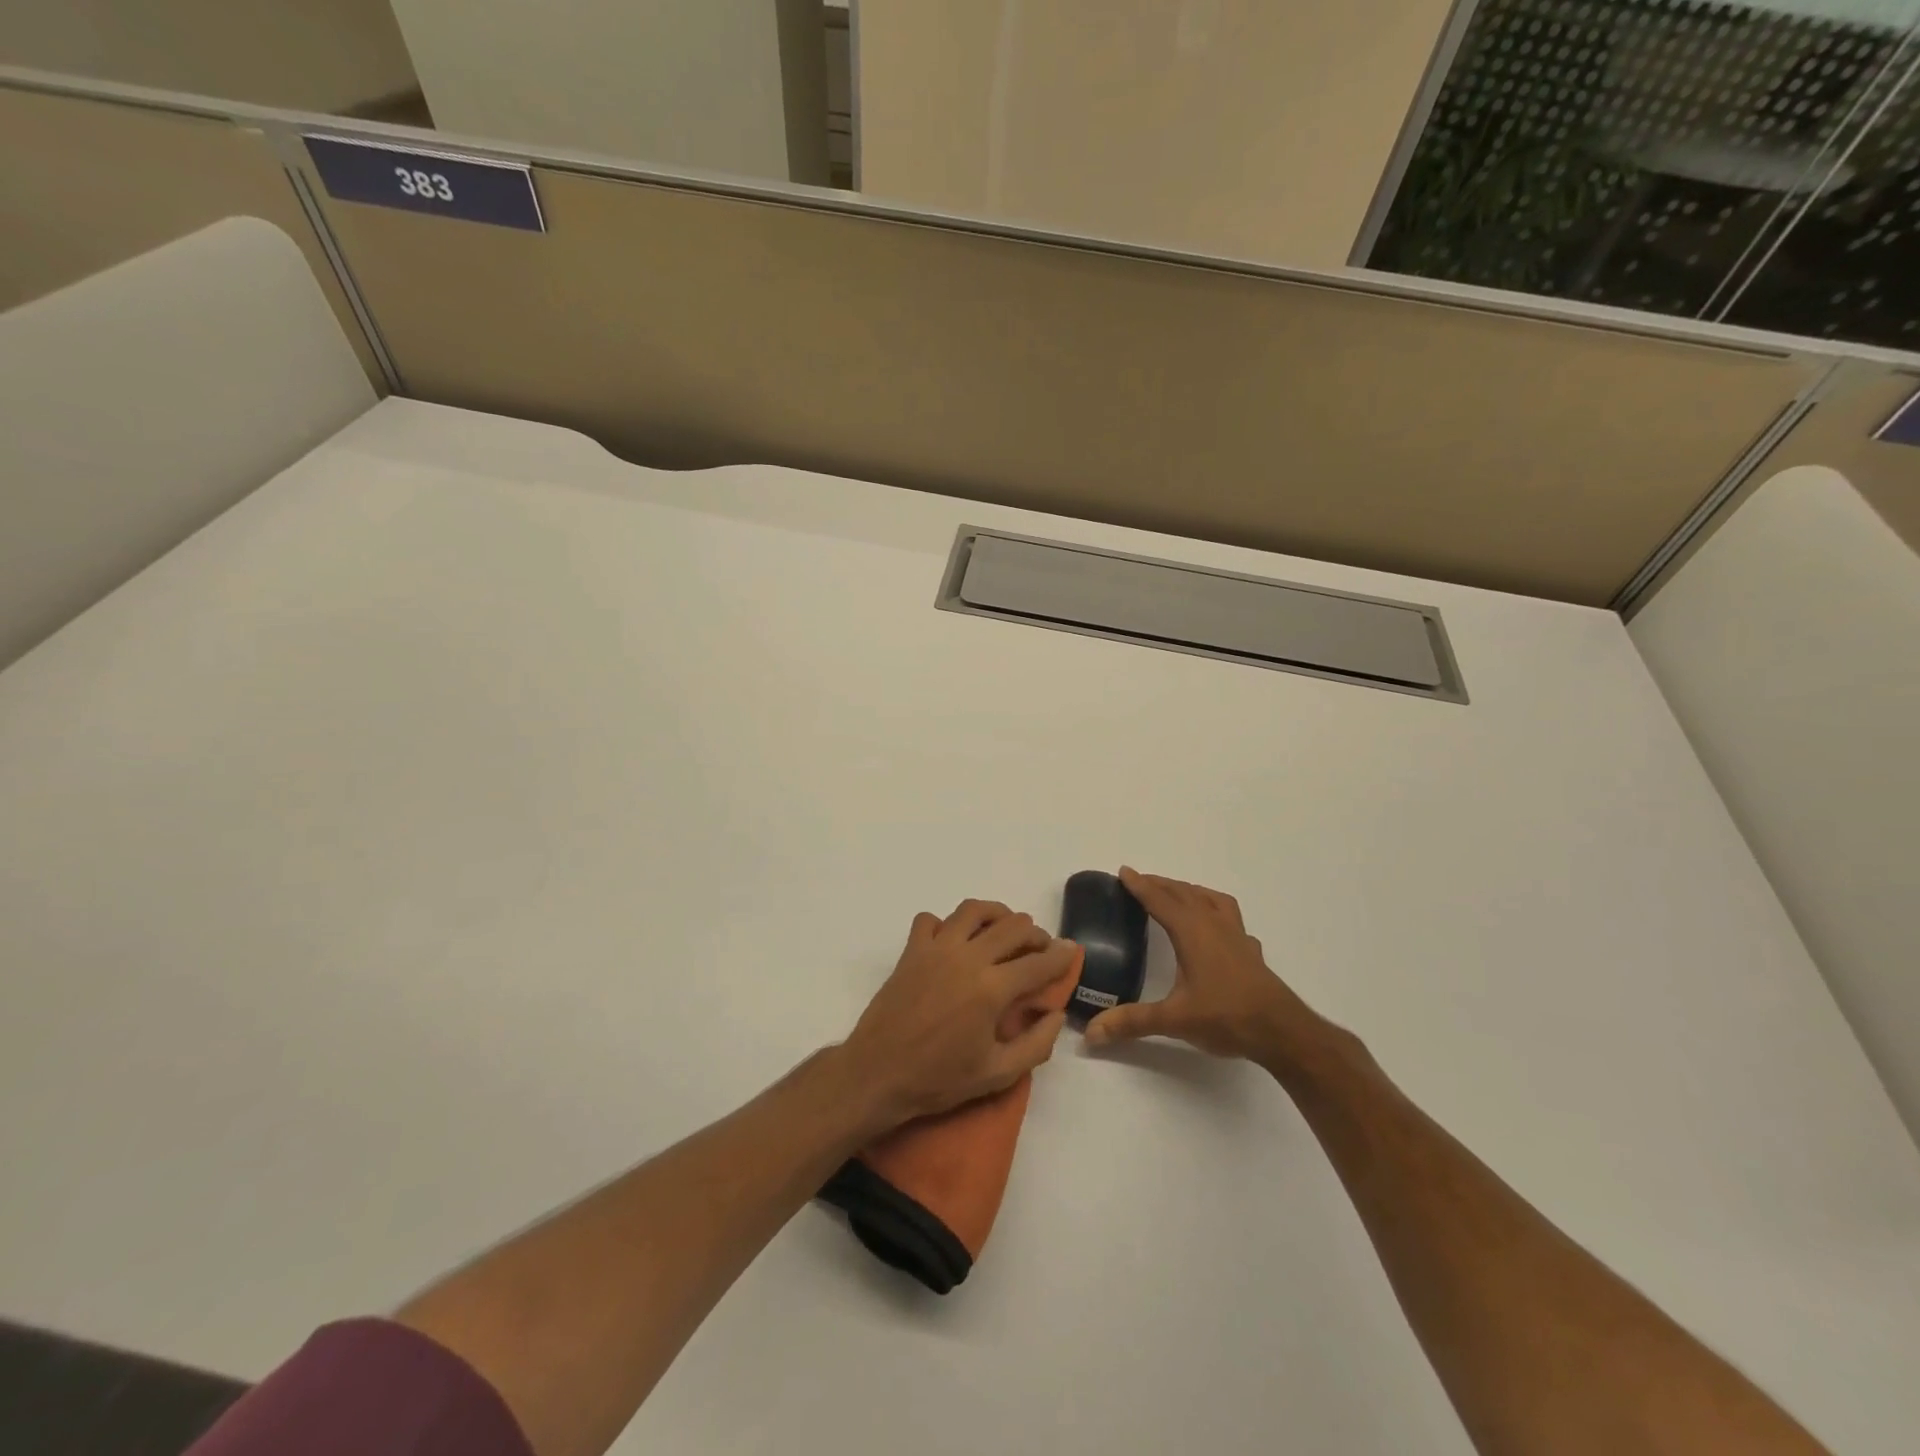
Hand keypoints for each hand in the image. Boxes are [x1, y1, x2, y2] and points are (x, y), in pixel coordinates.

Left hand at [842, 900, 1078, 1130]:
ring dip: (996, 914)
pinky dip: (946, 924)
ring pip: (973, 910)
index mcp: (992, 989)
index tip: (1072, 950)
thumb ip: (1035, 1044)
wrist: (878, 1074)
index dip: (1061, 955)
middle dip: (1034, 933)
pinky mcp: (911, 951)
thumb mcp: (996, 1075)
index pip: (1038, 962)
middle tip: (1040, 946)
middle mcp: (967, 958)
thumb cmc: (938, 1080)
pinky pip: (930, 920)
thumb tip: (1055, 1014)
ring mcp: (936, 949)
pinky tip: (953, 941)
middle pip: (1012, 927)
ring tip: (1004, 928)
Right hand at [1083, 868, 1330, 1068]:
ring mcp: (1236, 936)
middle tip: (1140, 881)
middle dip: (1160, 884)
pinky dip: (1216, 911)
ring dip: (1189, 890)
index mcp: (1192, 932)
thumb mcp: (1174, 1020)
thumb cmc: (1226, 1017)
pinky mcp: (1251, 951)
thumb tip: (1091, 1033)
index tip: (1123, 871)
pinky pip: (1231, 917)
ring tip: (1176, 893)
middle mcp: (1213, 925)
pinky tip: (1215, 928)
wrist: (1282, 1031)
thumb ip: (1132, 1022)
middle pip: (1184, 893)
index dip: (1140, 885)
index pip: (1160, 900)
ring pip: (1210, 899)